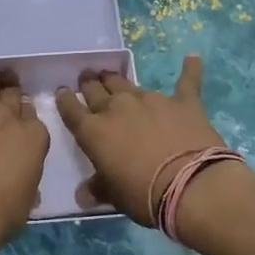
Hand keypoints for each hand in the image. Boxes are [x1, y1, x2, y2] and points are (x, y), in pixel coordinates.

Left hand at [0, 66, 49, 254]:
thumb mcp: (27, 200)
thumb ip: (26, 176)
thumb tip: (20, 173)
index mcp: (32, 136)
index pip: (33, 115)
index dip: (26, 116)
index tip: (22, 121)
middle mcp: (4, 116)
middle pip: (10, 95)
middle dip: (9, 94)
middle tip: (6, 94)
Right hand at [54, 54, 244, 227]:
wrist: (190, 185)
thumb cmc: (143, 195)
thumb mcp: (114, 196)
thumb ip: (98, 188)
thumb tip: (83, 194)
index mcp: (94, 131)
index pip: (71, 110)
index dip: (65, 100)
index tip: (62, 92)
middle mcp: (117, 108)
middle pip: (96, 90)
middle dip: (89, 84)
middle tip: (87, 78)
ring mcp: (150, 100)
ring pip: (127, 83)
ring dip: (117, 80)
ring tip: (112, 75)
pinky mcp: (182, 102)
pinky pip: (185, 81)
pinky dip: (189, 69)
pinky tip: (192, 58)